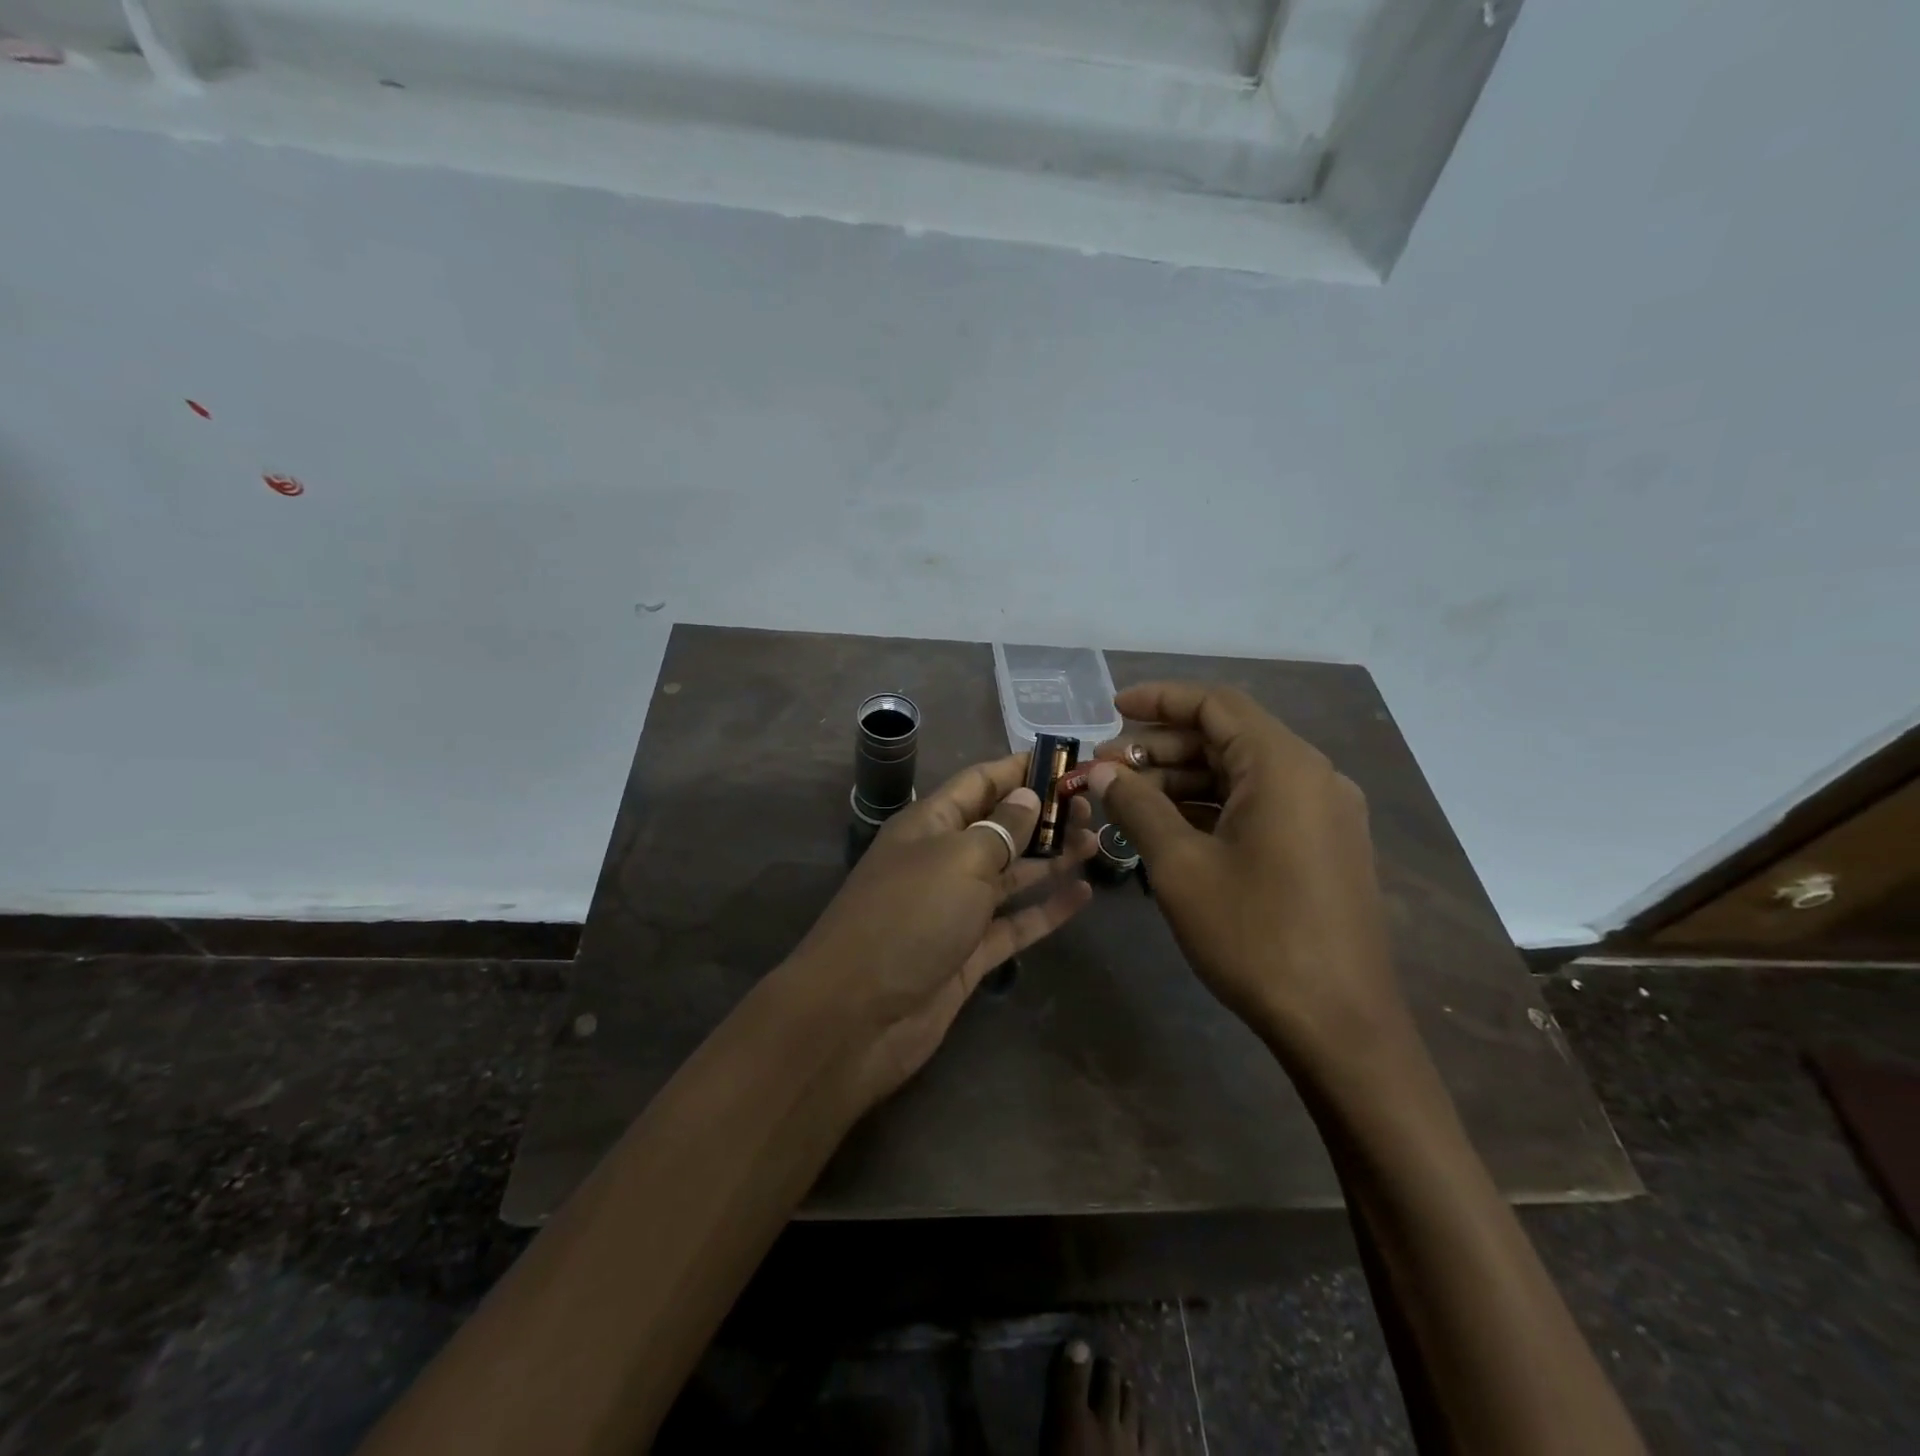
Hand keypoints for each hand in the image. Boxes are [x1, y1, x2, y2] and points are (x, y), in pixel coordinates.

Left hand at [786, 753, 1095, 1107]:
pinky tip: (1083, 894)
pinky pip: (1015, 923)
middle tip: (1094, 808)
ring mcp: (956, 908)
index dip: (1020, 769)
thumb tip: (1026, 796)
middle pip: (1000, 827)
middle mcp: (943, 860)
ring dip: (1051, 858)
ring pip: (1011, 874)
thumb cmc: (909, 917)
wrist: (859, 1016)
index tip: (1067, 761)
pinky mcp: (970, 952)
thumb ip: (1000, 828)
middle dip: (1043, 815)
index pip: (980, 782)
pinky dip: (1046, 909)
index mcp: (929, 824)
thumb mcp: (958, 859)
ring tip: (1097, 841)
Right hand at [1085, 682, 1408, 1071]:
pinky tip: (1171, 829)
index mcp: (1283, 766)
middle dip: (1162, 748)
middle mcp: (1312, 776)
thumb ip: (1137, 806)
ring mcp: (1324, 812)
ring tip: (1128, 801)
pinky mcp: (1324, 845)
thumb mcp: (1181, 866)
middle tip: (1107, 770)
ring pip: (1241, 774)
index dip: (1158, 700)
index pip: (1215, 705)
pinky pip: (1260, 805)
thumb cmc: (1254, 935)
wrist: (1339, 1025)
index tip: (1110, 710)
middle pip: (1227, 738)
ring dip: (1184, 780)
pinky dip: (1213, 807)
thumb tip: (1101, 771)